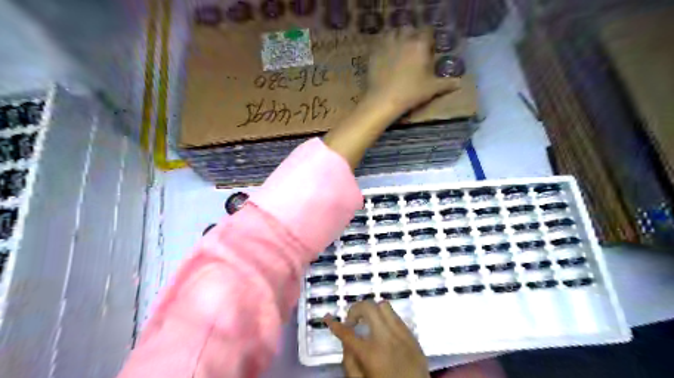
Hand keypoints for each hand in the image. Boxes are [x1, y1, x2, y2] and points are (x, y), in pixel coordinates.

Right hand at [325, 301, 428, 377]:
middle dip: (355, 310)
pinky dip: (386, 319)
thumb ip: (349, 363)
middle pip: (368, 308)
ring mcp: (401, 334)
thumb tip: (345, 343)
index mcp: (371, 354)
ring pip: (384, 306)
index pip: (347, 333)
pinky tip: (384, 331)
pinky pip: (397, 317)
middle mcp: (386, 338)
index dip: (334, 324)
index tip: (327, 318)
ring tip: (369, 323)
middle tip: (352, 322)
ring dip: (372, 311)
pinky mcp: (412, 335)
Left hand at [367, 29, 460, 112]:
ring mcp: (387, 45)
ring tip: (399, 51)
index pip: (427, 32)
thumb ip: (446, 84)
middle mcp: (404, 40)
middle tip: (413, 49)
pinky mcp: (374, 53)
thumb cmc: (411, 93)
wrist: (384, 100)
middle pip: (409, 30)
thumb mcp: (432, 89)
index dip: (428, 39)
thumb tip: (459, 83)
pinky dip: (384, 48)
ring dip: (397, 38)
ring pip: (393, 34)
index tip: (428, 48)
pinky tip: (385, 58)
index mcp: (420, 45)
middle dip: (412, 36)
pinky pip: (380, 44)